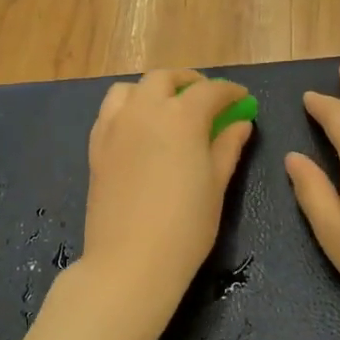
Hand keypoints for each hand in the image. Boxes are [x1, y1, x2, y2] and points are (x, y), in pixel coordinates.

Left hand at [75, 69, 254, 334]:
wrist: (130, 261)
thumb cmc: (185, 227)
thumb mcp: (216, 186)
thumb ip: (227, 147)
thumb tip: (240, 123)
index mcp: (181, 117)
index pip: (210, 91)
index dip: (230, 92)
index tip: (242, 100)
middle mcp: (144, 111)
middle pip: (165, 79)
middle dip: (189, 83)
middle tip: (206, 99)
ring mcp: (115, 127)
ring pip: (131, 89)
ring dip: (153, 90)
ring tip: (167, 108)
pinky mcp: (96, 146)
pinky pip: (110, 112)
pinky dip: (128, 108)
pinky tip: (139, 129)